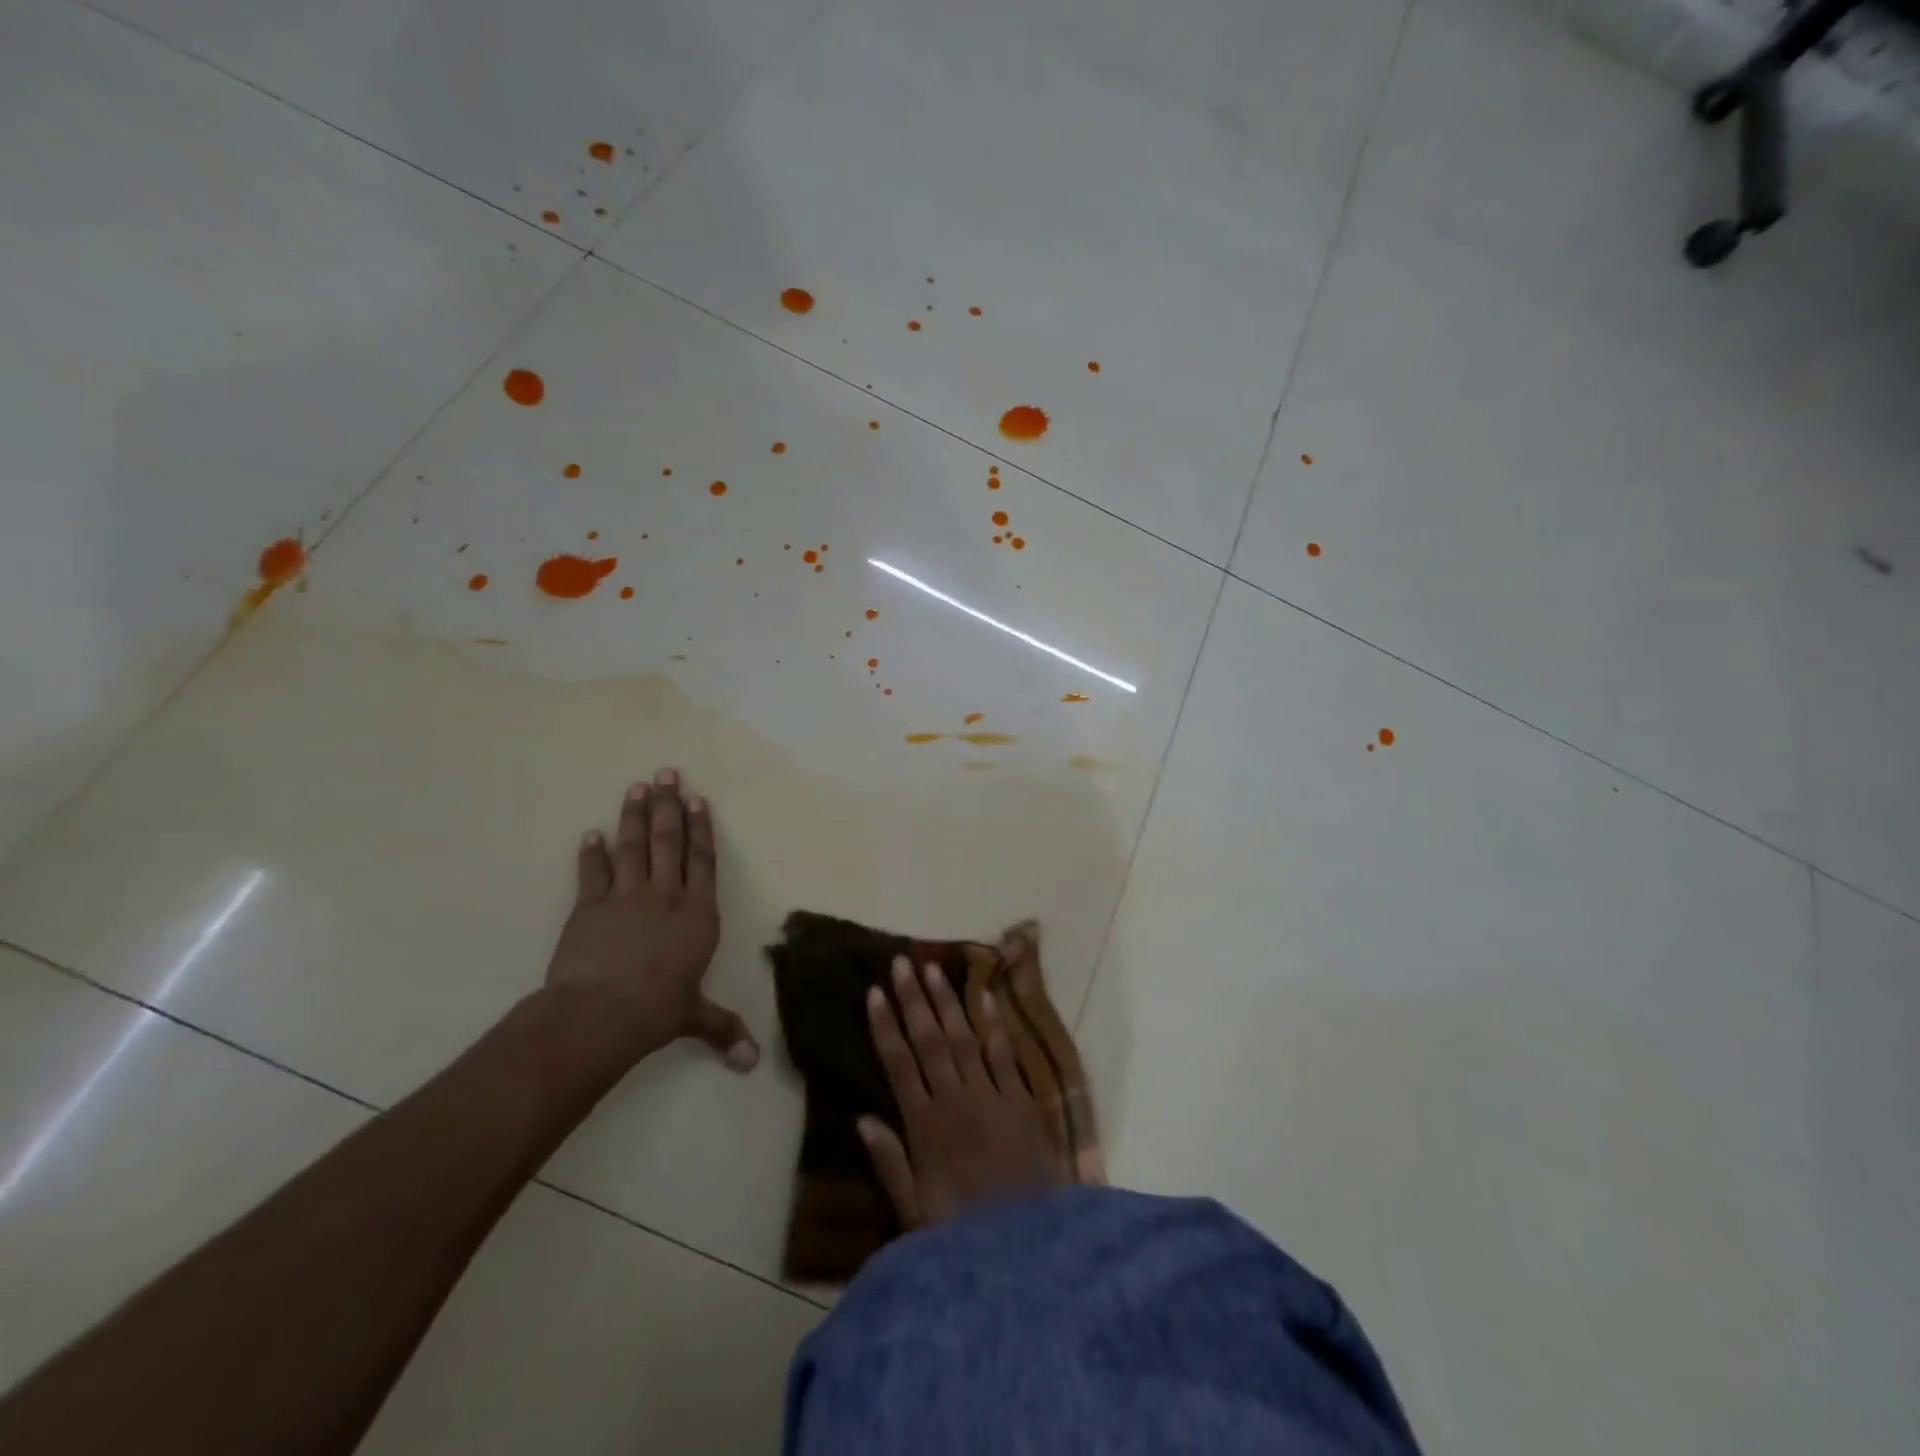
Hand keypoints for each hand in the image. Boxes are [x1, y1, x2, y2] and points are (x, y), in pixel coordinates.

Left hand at [543, 768, 757, 1072]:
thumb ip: (722, 1029)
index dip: (701, 829)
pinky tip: (591, 833)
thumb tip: (750, 1064)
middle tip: (666, 773)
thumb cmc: (657, 1011)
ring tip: (637, 787)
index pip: (703, 861)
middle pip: (668, 842)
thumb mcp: (693, 1017)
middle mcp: (666, 896)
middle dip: (668, 806)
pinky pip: (592, 873)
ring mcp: (626, 897)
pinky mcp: (590, 907)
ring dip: (634, 816)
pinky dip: (591, 853)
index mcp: (698, 914)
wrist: (601, 1013)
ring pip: (633, 847)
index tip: (697, 799)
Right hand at [859, 956, 1064, 1228]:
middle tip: (901, 963)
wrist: (1031, 1250)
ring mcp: (991, 1096)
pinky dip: (995, 1025)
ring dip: (948, 1002)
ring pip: (964, 1038)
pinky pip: (1005, 1055)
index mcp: (925, 1127)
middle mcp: (955, 1100)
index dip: (885, 1026)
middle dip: (913, 1000)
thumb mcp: (914, 1214)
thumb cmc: (964, 1236)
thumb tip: (861, 1119)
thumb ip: (890, 1164)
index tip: (873, 992)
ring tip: (933, 969)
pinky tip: (986, 996)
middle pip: (929, 1041)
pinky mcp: (1022, 1100)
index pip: (898, 1064)